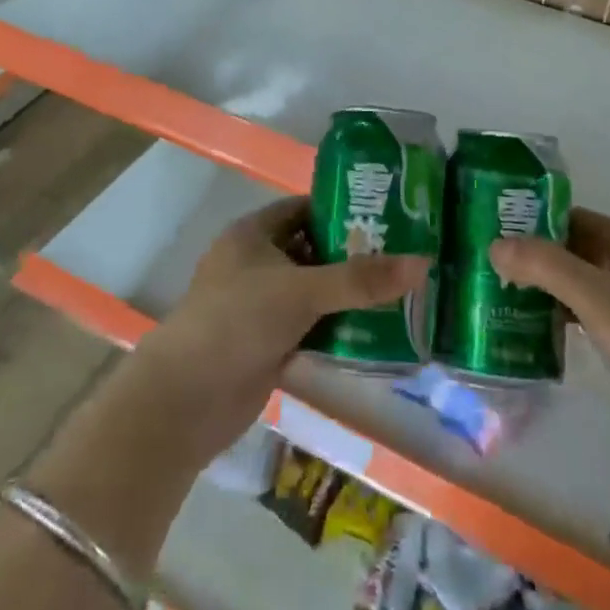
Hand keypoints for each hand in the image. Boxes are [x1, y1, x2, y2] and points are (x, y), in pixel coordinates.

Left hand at [142, 197, 428, 463]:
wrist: (186, 400)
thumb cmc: (237, 321)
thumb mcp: (301, 291)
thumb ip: (360, 280)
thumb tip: (423, 263)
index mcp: (253, 234)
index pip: (304, 209)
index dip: (342, 211)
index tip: (387, 217)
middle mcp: (255, 264)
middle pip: (311, 251)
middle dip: (352, 256)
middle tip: (403, 258)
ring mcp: (258, 306)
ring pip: (312, 292)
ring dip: (346, 297)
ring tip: (399, 295)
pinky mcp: (265, 343)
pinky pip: (308, 327)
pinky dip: (334, 329)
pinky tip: (374, 334)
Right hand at [489, 208, 609, 463]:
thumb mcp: (596, 297)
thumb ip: (545, 266)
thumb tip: (494, 246)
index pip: (572, 217)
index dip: (533, 219)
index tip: (490, 228)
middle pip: (572, 250)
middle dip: (532, 256)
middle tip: (484, 264)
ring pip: (577, 285)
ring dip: (542, 288)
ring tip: (495, 293)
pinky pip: (585, 317)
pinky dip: (558, 317)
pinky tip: (528, 329)